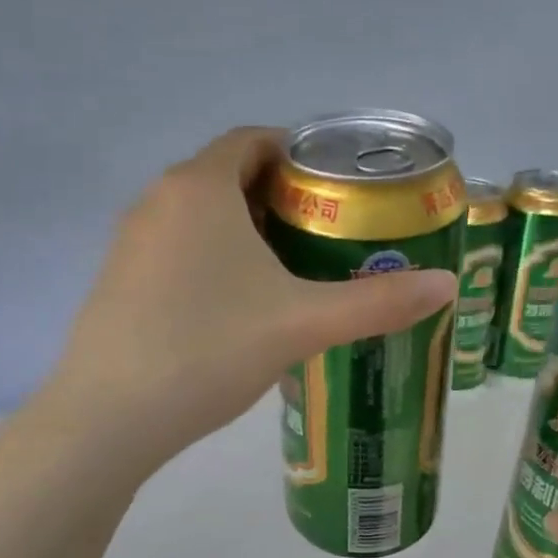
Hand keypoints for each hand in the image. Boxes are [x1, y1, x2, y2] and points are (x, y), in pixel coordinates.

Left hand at [50, 127, 457, 472]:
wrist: (110, 417)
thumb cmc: (209, 349)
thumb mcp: (303, 324)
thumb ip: (377, 302)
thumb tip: (447, 286)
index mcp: (200, 187)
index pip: (254, 140)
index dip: (298, 153)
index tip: (335, 188)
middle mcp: (158, 200)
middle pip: (228, 175)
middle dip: (278, 196)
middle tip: (325, 234)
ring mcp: (130, 241)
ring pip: (199, 215)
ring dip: (243, 229)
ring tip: (289, 270)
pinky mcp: (117, 280)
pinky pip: (175, 248)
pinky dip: (211, 257)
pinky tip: (235, 307)